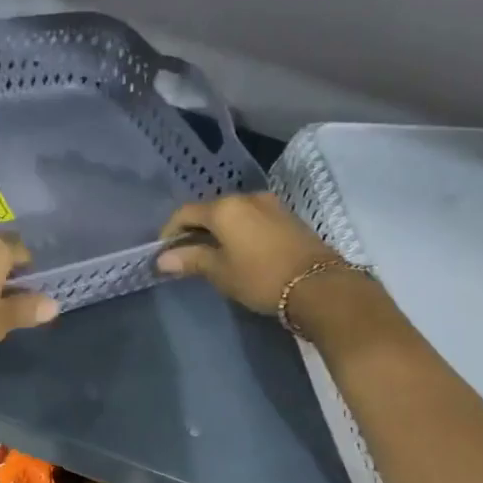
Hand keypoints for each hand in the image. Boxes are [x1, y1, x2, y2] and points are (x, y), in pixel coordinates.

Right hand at [157, 192, 339, 315]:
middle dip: (194, 230)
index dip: (170, 231)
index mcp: (225, 208)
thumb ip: (191, 260)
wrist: (319, 285)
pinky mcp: (287, 216)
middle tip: (185, 254)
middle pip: (210, 210)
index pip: (185, 212)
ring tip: (211, 254)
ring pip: (233, 213)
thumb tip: (163, 259)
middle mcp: (246, 197)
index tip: (164, 252)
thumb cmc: (261, 277)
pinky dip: (238, 231)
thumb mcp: (220, 272)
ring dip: (218, 230)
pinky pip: (251, 218)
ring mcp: (270, 205)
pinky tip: (237, 250)